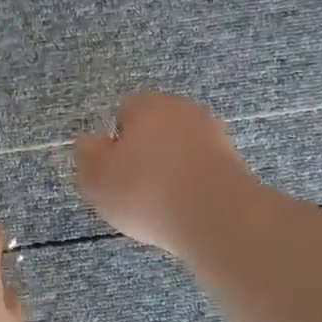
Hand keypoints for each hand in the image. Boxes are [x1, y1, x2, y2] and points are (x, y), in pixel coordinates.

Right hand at [76, 92, 259, 256]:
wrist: (216, 217)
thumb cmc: (146, 191)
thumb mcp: (96, 177)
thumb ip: (87, 154)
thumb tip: (92, 143)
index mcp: (148, 104)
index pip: (125, 111)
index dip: (115, 141)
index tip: (114, 170)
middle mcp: (184, 110)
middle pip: (155, 129)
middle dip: (145, 153)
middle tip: (134, 189)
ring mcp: (214, 135)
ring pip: (180, 149)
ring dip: (170, 170)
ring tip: (161, 205)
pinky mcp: (234, 163)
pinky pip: (201, 170)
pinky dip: (192, 186)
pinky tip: (185, 210)